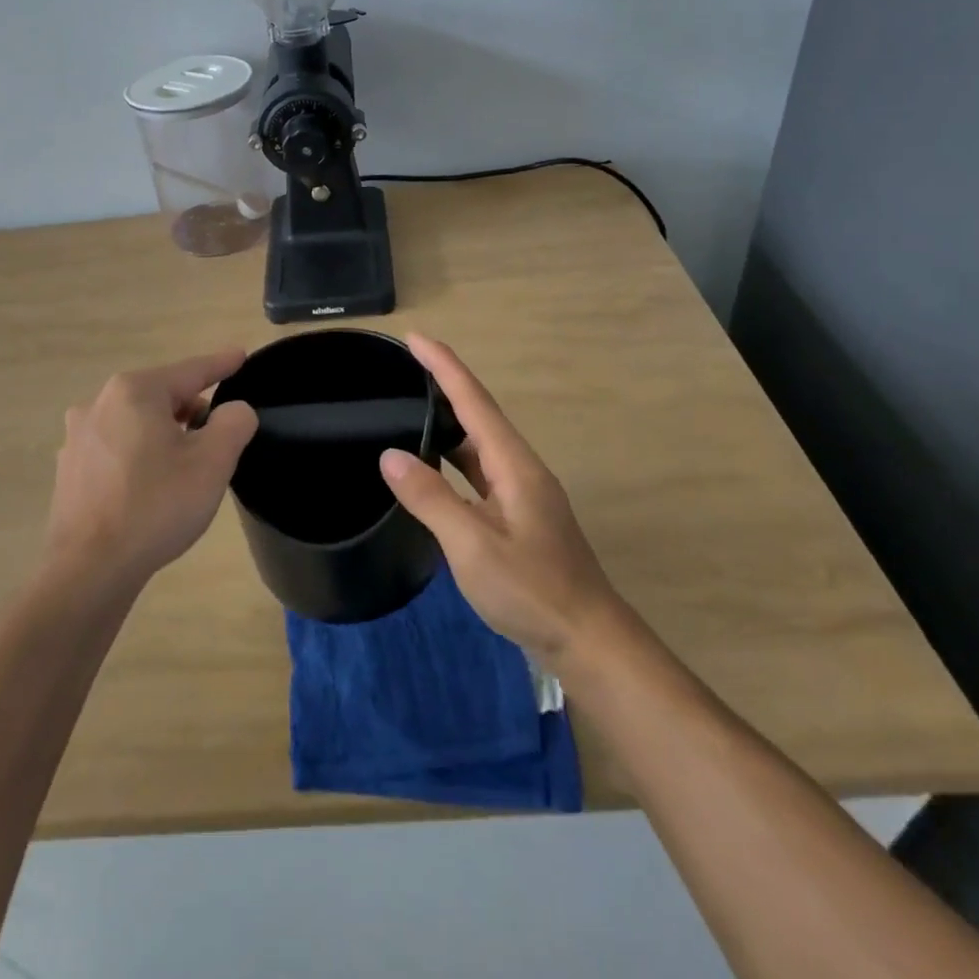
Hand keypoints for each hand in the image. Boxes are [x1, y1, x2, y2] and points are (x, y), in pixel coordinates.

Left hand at [45, 350, 258, 591]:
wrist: (90, 570)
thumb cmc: (156, 506)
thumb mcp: (212, 462)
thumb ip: (233, 423)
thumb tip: (234, 410)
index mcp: (135, 392)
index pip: (190, 371)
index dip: (221, 365)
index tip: (241, 356)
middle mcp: (99, 404)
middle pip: (161, 395)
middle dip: (192, 409)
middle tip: (218, 436)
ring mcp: (78, 437)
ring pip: (136, 422)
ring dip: (164, 433)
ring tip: (185, 465)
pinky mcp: (69, 469)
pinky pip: (116, 448)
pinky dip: (139, 455)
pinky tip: (150, 486)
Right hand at [378, 333, 622, 660]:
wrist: (588, 640)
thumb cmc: (531, 590)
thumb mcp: (473, 544)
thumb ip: (431, 497)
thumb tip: (390, 454)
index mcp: (514, 464)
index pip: (474, 401)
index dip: (444, 367)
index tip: (415, 338)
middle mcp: (521, 470)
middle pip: (479, 415)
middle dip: (444, 386)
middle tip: (404, 368)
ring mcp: (522, 495)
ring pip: (480, 446)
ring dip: (448, 423)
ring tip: (411, 407)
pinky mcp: (519, 518)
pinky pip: (480, 472)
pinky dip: (454, 459)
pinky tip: (434, 467)